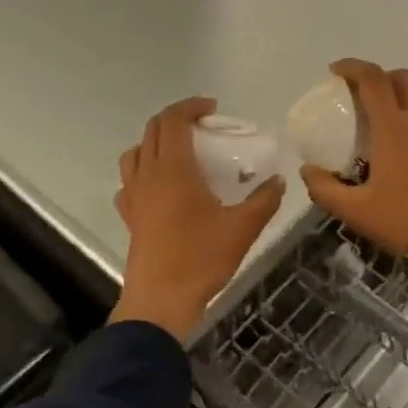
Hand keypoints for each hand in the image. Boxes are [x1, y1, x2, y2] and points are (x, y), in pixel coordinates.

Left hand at [112, 96, 283, 341]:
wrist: (161, 300)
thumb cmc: (201, 258)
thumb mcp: (243, 228)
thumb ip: (264, 200)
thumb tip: (278, 180)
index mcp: (173, 169)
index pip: (173, 120)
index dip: (191, 107)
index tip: (213, 110)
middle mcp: (148, 175)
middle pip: (153, 130)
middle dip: (177, 120)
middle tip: (204, 128)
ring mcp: (134, 196)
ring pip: (135, 153)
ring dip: (156, 142)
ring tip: (181, 153)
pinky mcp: (129, 216)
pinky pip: (129, 182)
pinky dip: (143, 172)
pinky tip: (161, 188)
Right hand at [299, 60, 407, 314]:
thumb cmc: (404, 218)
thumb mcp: (355, 210)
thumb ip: (325, 189)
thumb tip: (307, 171)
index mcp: (392, 127)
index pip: (372, 79)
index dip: (352, 67)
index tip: (334, 71)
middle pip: (402, 79)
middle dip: (378, 77)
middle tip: (357, 95)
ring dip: (394, 104)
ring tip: (373, 131)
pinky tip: (397, 158)